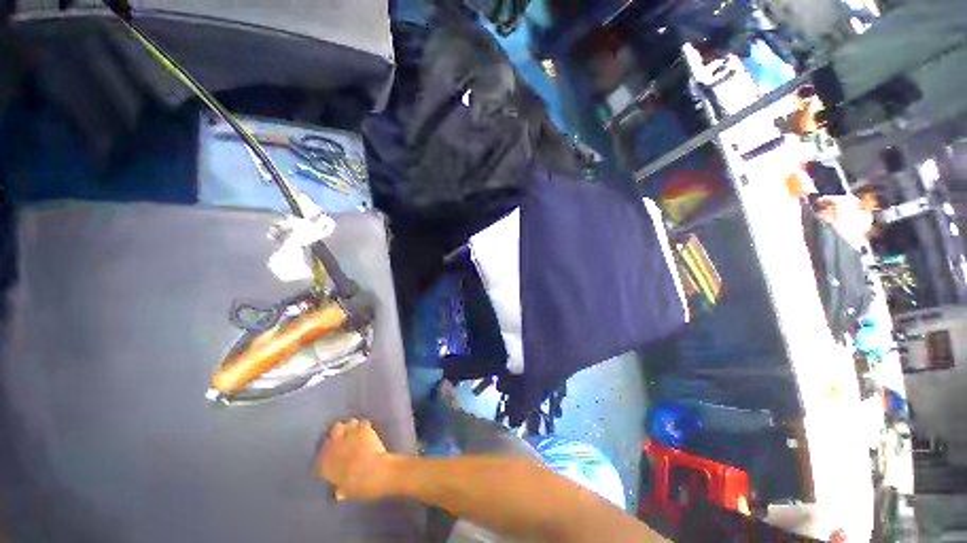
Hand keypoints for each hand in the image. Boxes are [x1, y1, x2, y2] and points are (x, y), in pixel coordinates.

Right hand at [315, 419, 398, 500]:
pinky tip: (367, 430)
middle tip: (344, 437)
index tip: (333, 455)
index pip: (321, 455)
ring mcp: (348, 434)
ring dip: (351, 427)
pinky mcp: (363, 428)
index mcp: (324, 464)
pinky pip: (362, 422)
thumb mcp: (345, 491)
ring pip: (347, 423)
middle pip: (333, 431)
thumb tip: (339, 493)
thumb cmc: (358, 486)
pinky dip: (364, 426)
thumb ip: (340, 489)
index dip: (328, 454)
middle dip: (338, 433)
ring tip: (356, 432)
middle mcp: (333, 446)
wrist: (374, 472)